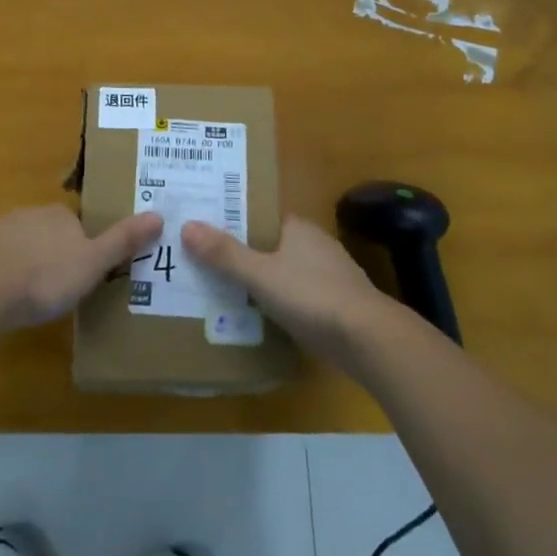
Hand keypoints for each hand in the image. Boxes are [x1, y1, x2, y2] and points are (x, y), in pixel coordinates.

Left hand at [0, 206, 163, 330]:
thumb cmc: (44, 277)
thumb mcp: (92, 263)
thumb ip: (122, 242)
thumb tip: (159, 215)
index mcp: (60, 216)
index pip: (78, 225)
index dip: (85, 248)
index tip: (86, 274)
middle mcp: (29, 215)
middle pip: (48, 233)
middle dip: (54, 256)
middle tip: (60, 289)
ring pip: (19, 246)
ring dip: (25, 265)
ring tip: (30, 298)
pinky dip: (0, 276)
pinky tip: (0, 300)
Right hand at [181, 214, 394, 365]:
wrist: (370, 339)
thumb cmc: (312, 296)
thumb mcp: (260, 275)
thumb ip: (225, 254)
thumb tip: (187, 225)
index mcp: (298, 228)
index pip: (262, 216)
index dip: (237, 221)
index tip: (209, 230)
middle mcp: (317, 244)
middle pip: (274, 244)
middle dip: (248, 253)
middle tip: (211, 262)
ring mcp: (332, 275)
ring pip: (289, 271)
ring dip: (267, 280)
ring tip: (230, 291)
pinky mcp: (340, 305)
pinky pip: (302, 297)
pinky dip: (284, 303)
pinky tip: (266, 317)